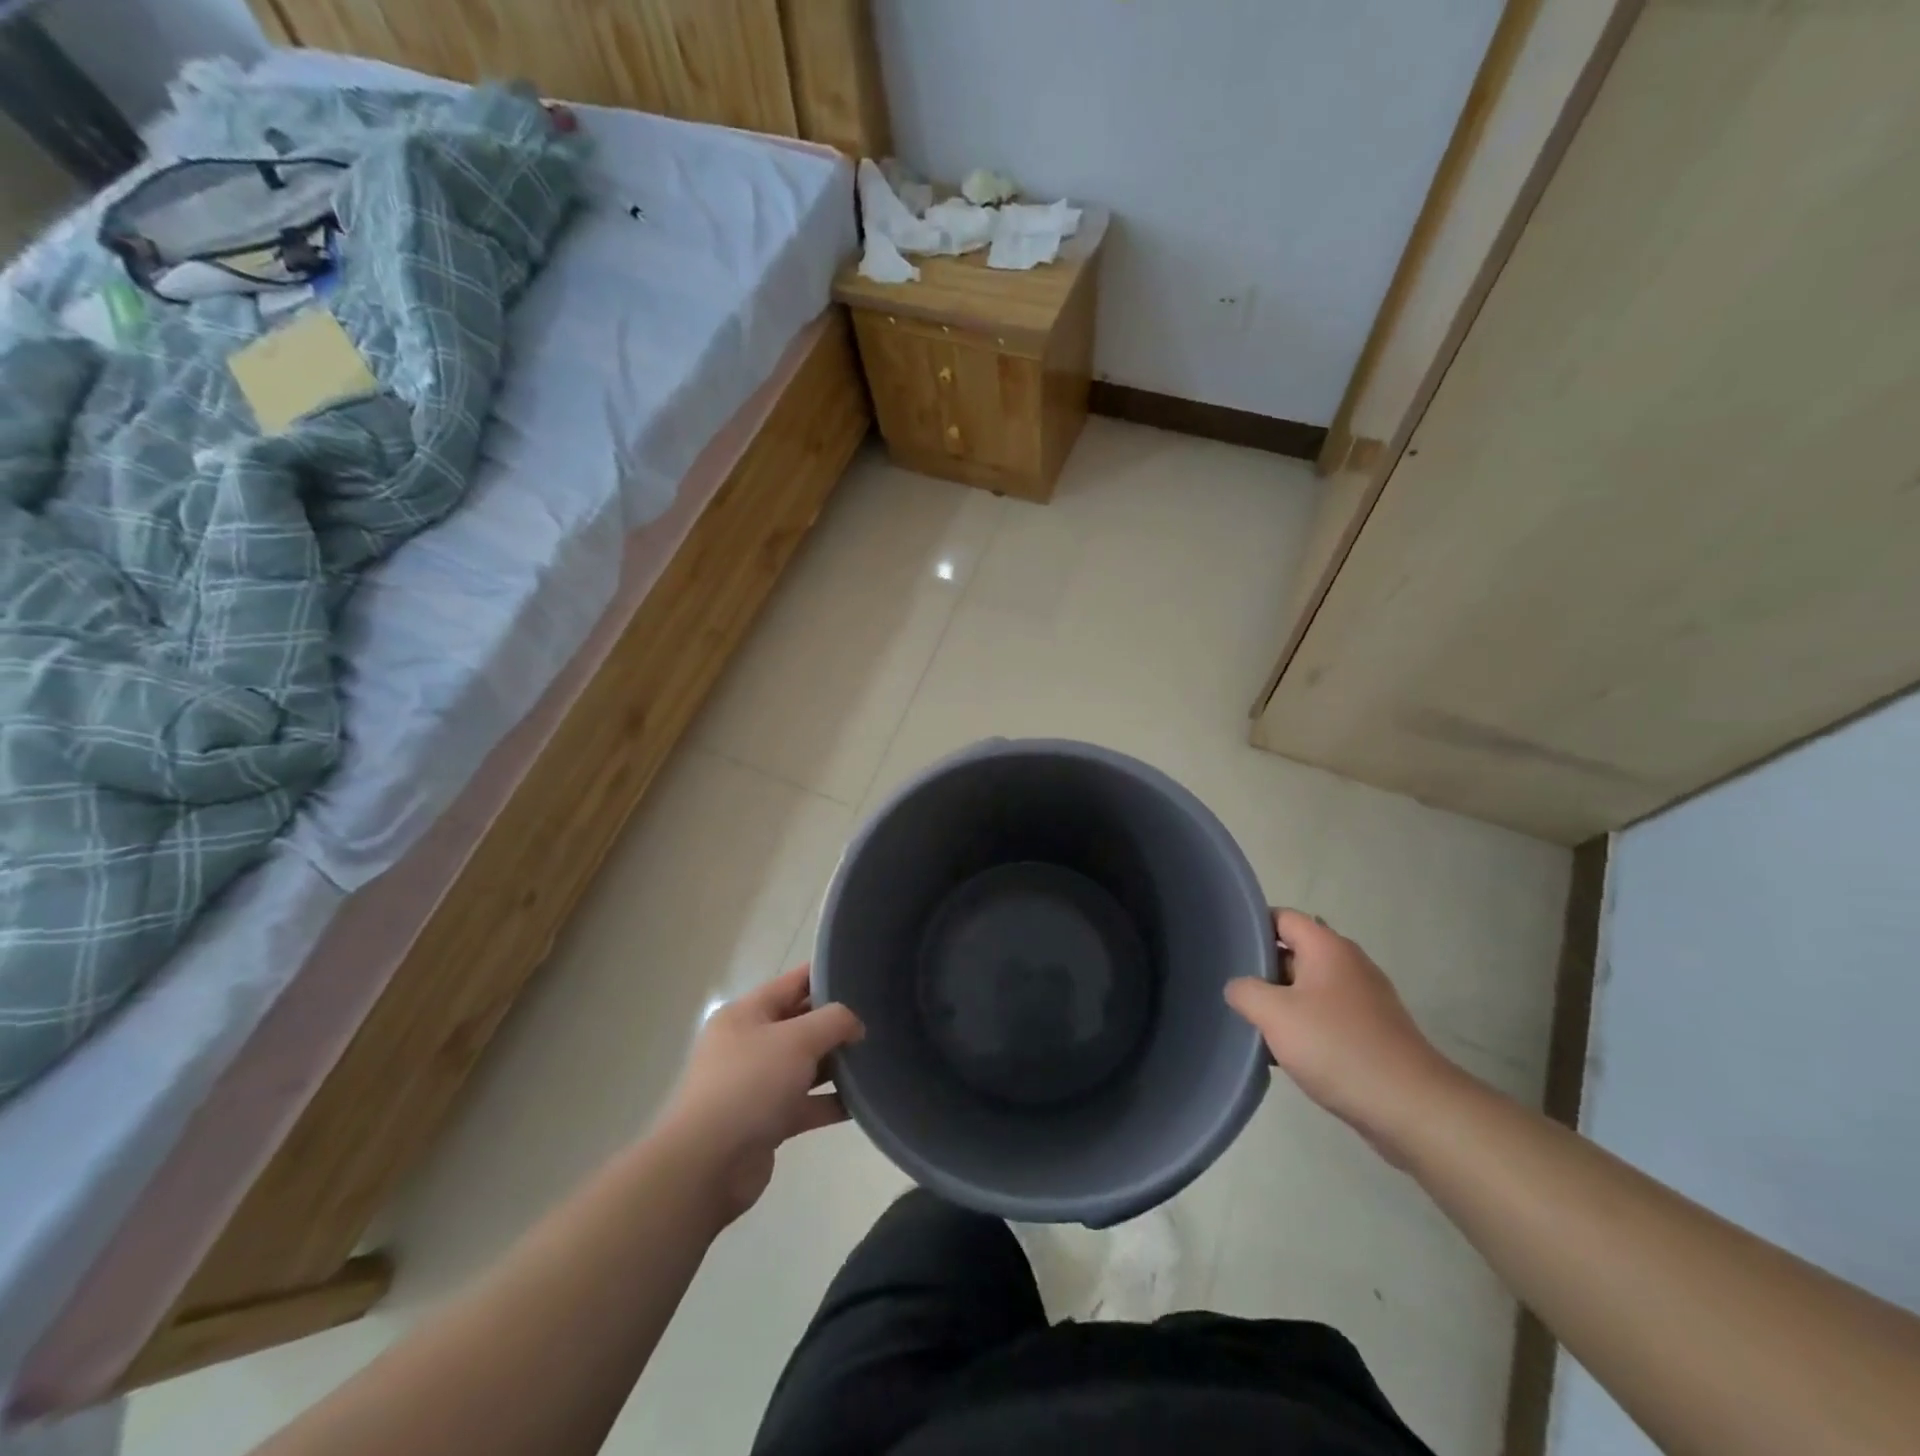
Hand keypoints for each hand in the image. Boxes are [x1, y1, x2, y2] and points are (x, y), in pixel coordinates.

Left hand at [660, 965, 863, 1223]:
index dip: (827, 975)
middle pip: (801, 1024)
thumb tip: (855, 1026)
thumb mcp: (797, 1039)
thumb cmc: (750, 1084)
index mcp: (747, 1014)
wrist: (708, 1165)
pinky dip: (831, 1102)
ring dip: (837, 1065)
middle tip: (878, 1020)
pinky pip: (806, 1103)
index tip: (863, 974)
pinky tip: (863, 1102)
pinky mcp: (766, 1121)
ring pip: (805, 1065)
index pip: (793, 982)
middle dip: (836, 1023)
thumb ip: (834, 1021)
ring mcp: (757, 1084)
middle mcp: (749, 1044)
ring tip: (877, 1059)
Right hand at [1224, 910, 1461, 1164]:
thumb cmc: (1337, 1046)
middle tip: (1231, 988)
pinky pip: (1326, 1015)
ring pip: (1308, 987)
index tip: (1226, 946)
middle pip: (1294, 951)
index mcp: (1327, 947)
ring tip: (1251, 1021)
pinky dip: (1303, 1025)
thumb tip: (1238, 987)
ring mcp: (1364, 998)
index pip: (1282, 917)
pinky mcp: (1371, 1030)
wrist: (1411, 1107)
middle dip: (1262, 969)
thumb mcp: (1275, 1014)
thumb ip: (1245, 991)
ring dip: (1281, 1002)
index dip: (1252, 926)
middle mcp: (1348, 963)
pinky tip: (1283, 1051)